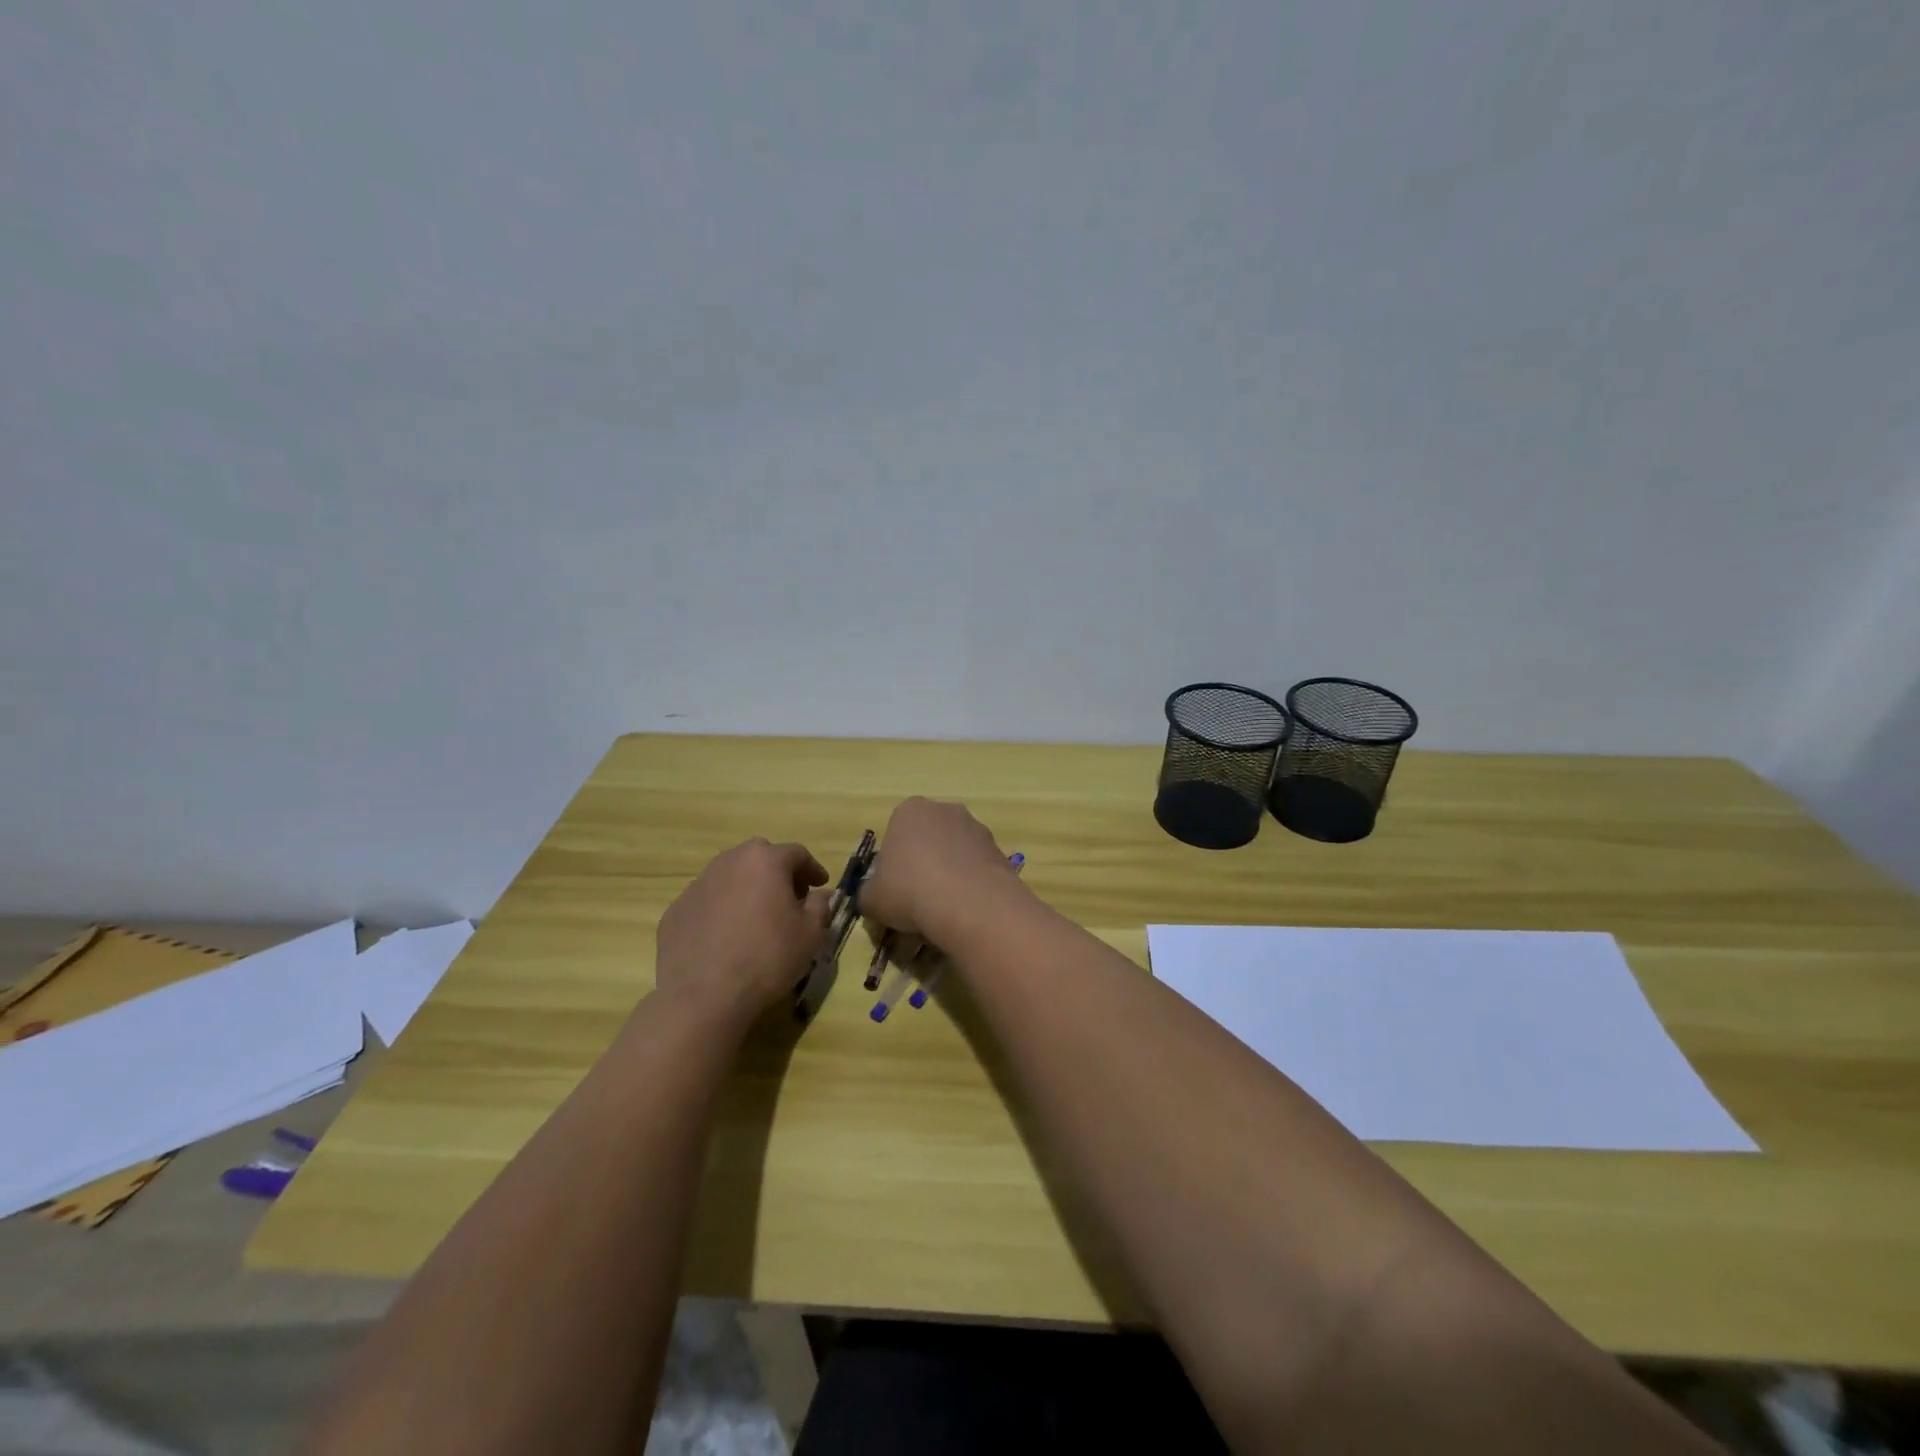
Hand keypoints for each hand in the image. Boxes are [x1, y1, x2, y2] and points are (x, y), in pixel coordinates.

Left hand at [655, 840, 830, 1021]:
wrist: (703, 997)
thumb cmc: (767, 958)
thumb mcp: (811, 934)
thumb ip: (820, 906)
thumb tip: (819, 894)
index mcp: (765, 861)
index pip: (796, 853)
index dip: (812, 868)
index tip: (820, 885)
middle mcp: (728, 862)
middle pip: (759, 857)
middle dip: (777, 872)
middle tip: (789, 898)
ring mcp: (697, 885)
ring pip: (729, 876)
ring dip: (746, 889)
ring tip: (756, 917)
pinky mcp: (675, 911)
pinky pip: (707, 901)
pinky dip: (720, 910)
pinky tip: (726, 937)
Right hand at [859, 798, 1024, 943]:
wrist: (969, 903)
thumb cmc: (909, 891)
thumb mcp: (871, 899)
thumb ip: (868, 895)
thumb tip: (874, 899)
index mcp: (909, 811)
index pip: (895, 834)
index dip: (893, 865)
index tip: (894, 891)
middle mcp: (945, 810)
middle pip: (927, 841)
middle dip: (923, 867)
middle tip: (917, 903)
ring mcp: (976, 827)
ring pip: (954, 854)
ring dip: (949, 876)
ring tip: (944, 912)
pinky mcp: (1000, 850)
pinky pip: (977, 869)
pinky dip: (971, 886)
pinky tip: (967, 911)